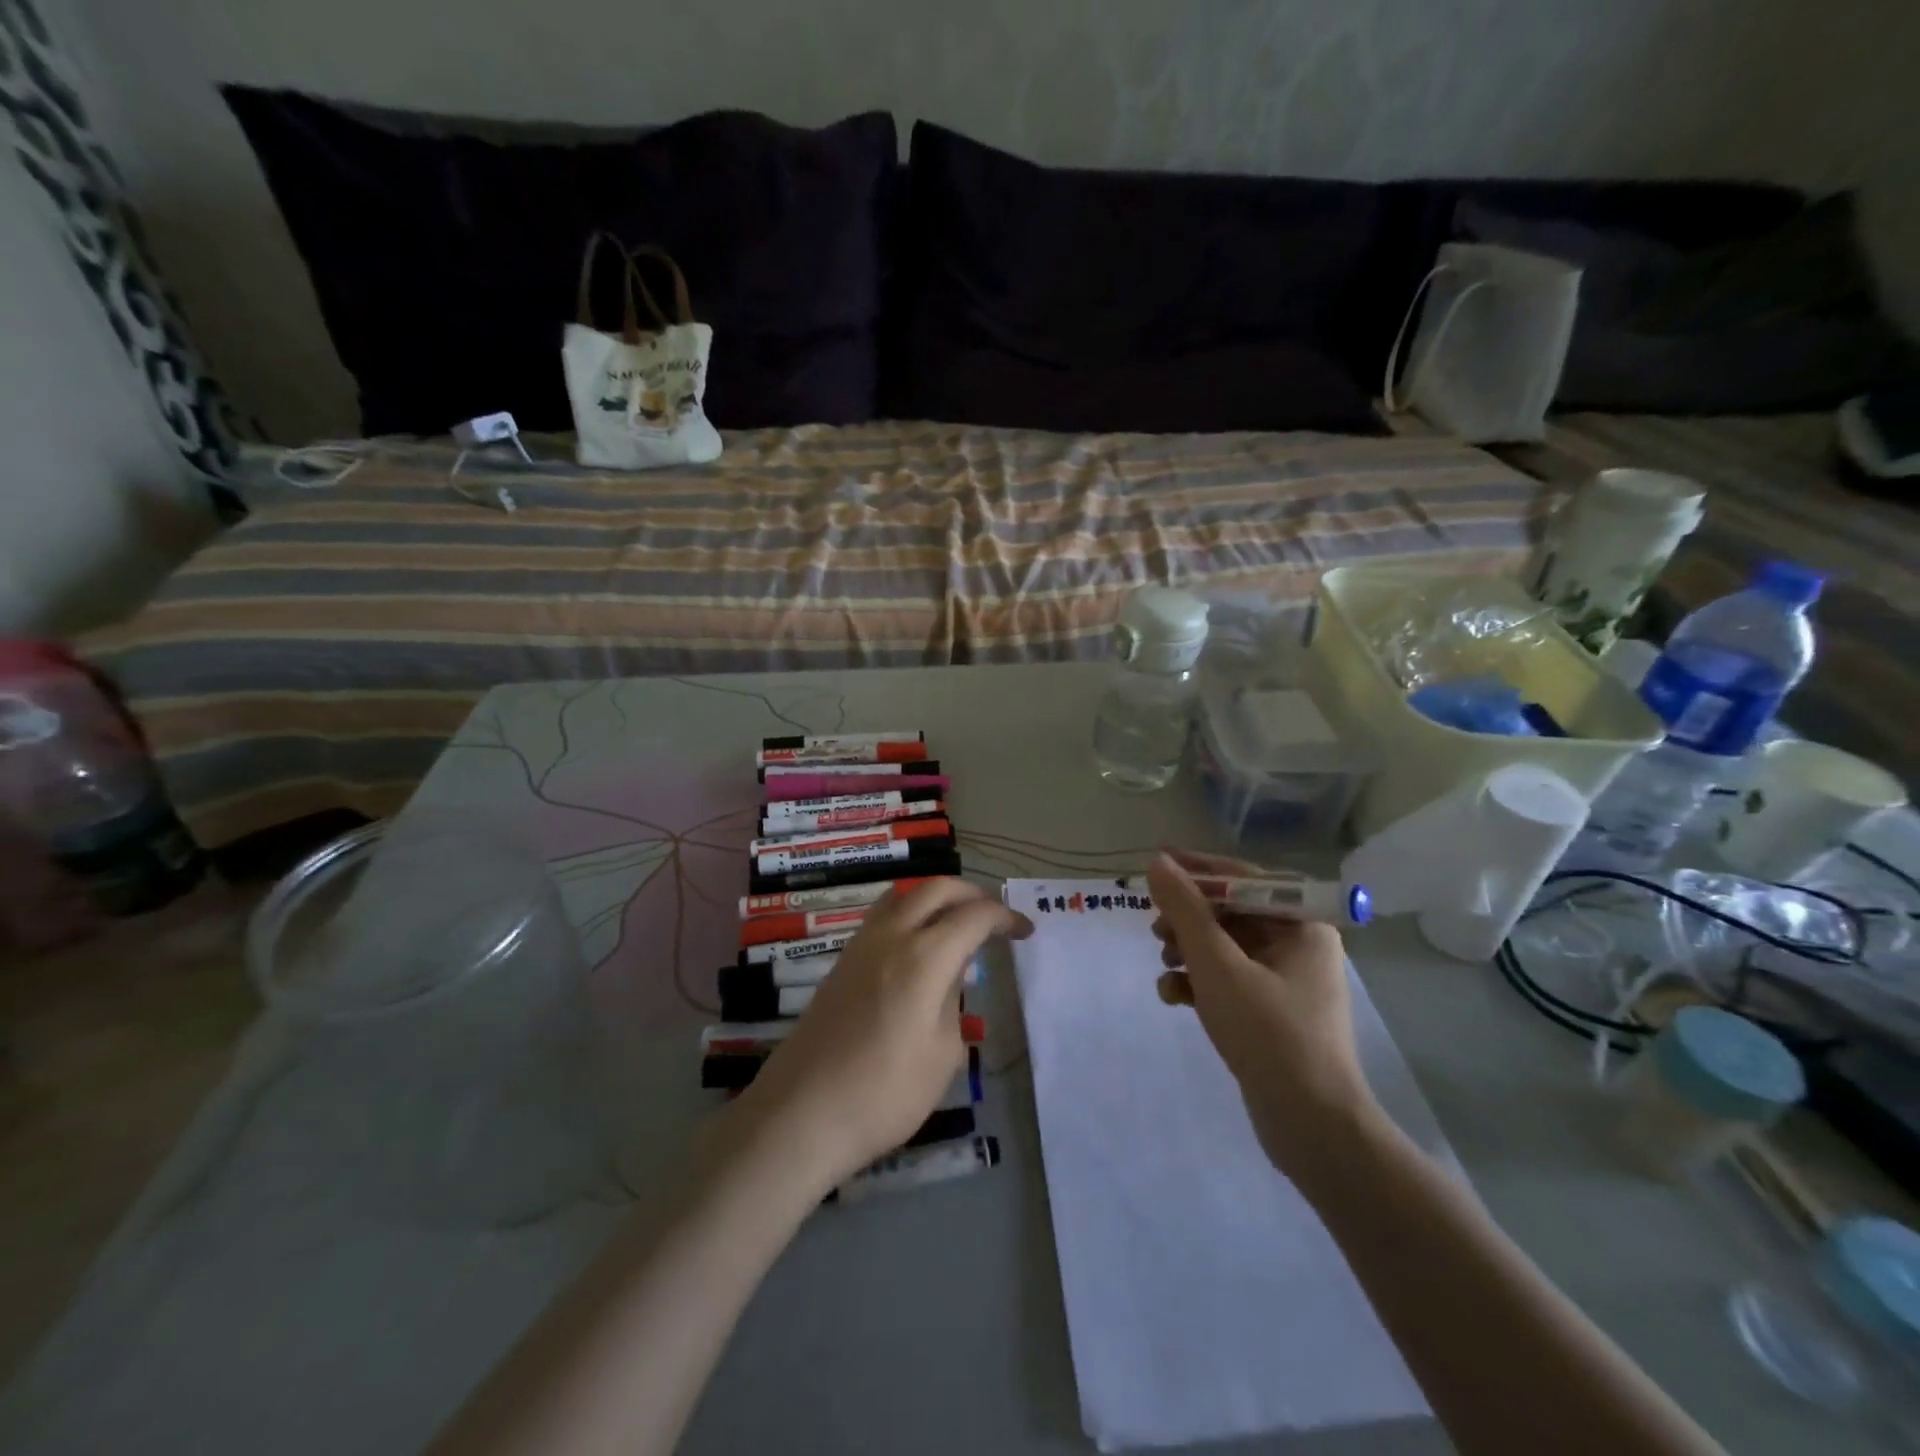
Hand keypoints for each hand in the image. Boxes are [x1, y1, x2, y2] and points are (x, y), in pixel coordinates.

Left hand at [728, 879, 1031, 1192]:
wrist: (802, 1112)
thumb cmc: (885, 1092)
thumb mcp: (942, 1054)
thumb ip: (952, 1002)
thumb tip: (949, 977)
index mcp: (925, 956)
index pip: (974, 915)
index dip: (1005, 917)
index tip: (1025, 931)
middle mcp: (892, 935)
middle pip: (937, 888)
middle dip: (972, 894)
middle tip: (993, 919)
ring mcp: (861, 944)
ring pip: (904, 894)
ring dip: (936, 897)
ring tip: (956, 924)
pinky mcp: (842, 961)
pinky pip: (882, 916)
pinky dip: (909, 914)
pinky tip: (917, 946)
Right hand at [1147, 849, 1379, 1175]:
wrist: (1311, 1126)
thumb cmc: (1268, 1031)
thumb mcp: (1217, 964)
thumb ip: (1185, 910)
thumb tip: (1159, 863)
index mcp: (1301, 925)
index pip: (1244, 878)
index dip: (1198, 869)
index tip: (1158, 864)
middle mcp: (1298, 946)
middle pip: (1231, 913)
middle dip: (1188, 919)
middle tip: (1155, 928)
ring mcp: (1285, 982)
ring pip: (1225, 949)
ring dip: (1188, 952)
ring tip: (1164, 965)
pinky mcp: (1271, 1014)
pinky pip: (1228, 982)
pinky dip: (1199, 983)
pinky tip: (1173, 997)